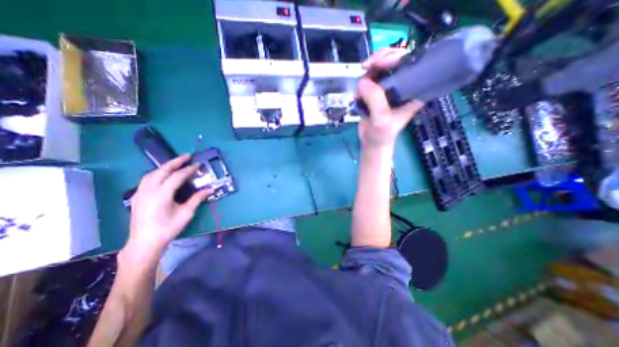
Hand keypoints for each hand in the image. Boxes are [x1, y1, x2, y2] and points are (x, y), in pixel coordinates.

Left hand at [125, 155, 212, 257]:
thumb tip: (210, 189)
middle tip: (187, 156)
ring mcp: (140, 193)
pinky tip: (164, 174)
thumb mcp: (186, 214)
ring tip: (176, 163)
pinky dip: (157, 173)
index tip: (198, 165)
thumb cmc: (168, 229)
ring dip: (165, 166)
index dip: (188, 169)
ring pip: (152, 173)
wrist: (144, 243)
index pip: (176, 177)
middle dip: (175, 162)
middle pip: (162, 171)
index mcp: (161, 195)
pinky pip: (147, 179)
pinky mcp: (138, 196)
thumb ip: (197, 199)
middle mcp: (148, 191)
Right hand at [359, 48, 425, 150]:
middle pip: (394, 60)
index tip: (381, 63)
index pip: (411, 62)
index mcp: (413, 89)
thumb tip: (363, 81)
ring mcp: (388, 88)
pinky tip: (358, 96)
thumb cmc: (382, 134)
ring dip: (367, 75)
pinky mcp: (376, 93)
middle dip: (380, 60)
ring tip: (360, 91)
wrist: (371, 143)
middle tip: (366, 67)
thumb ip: (375, 100)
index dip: (397, 56)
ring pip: (379, 68)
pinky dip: (361, 84)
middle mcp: (402, 85)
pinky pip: (369, 80)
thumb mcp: (381, 119)